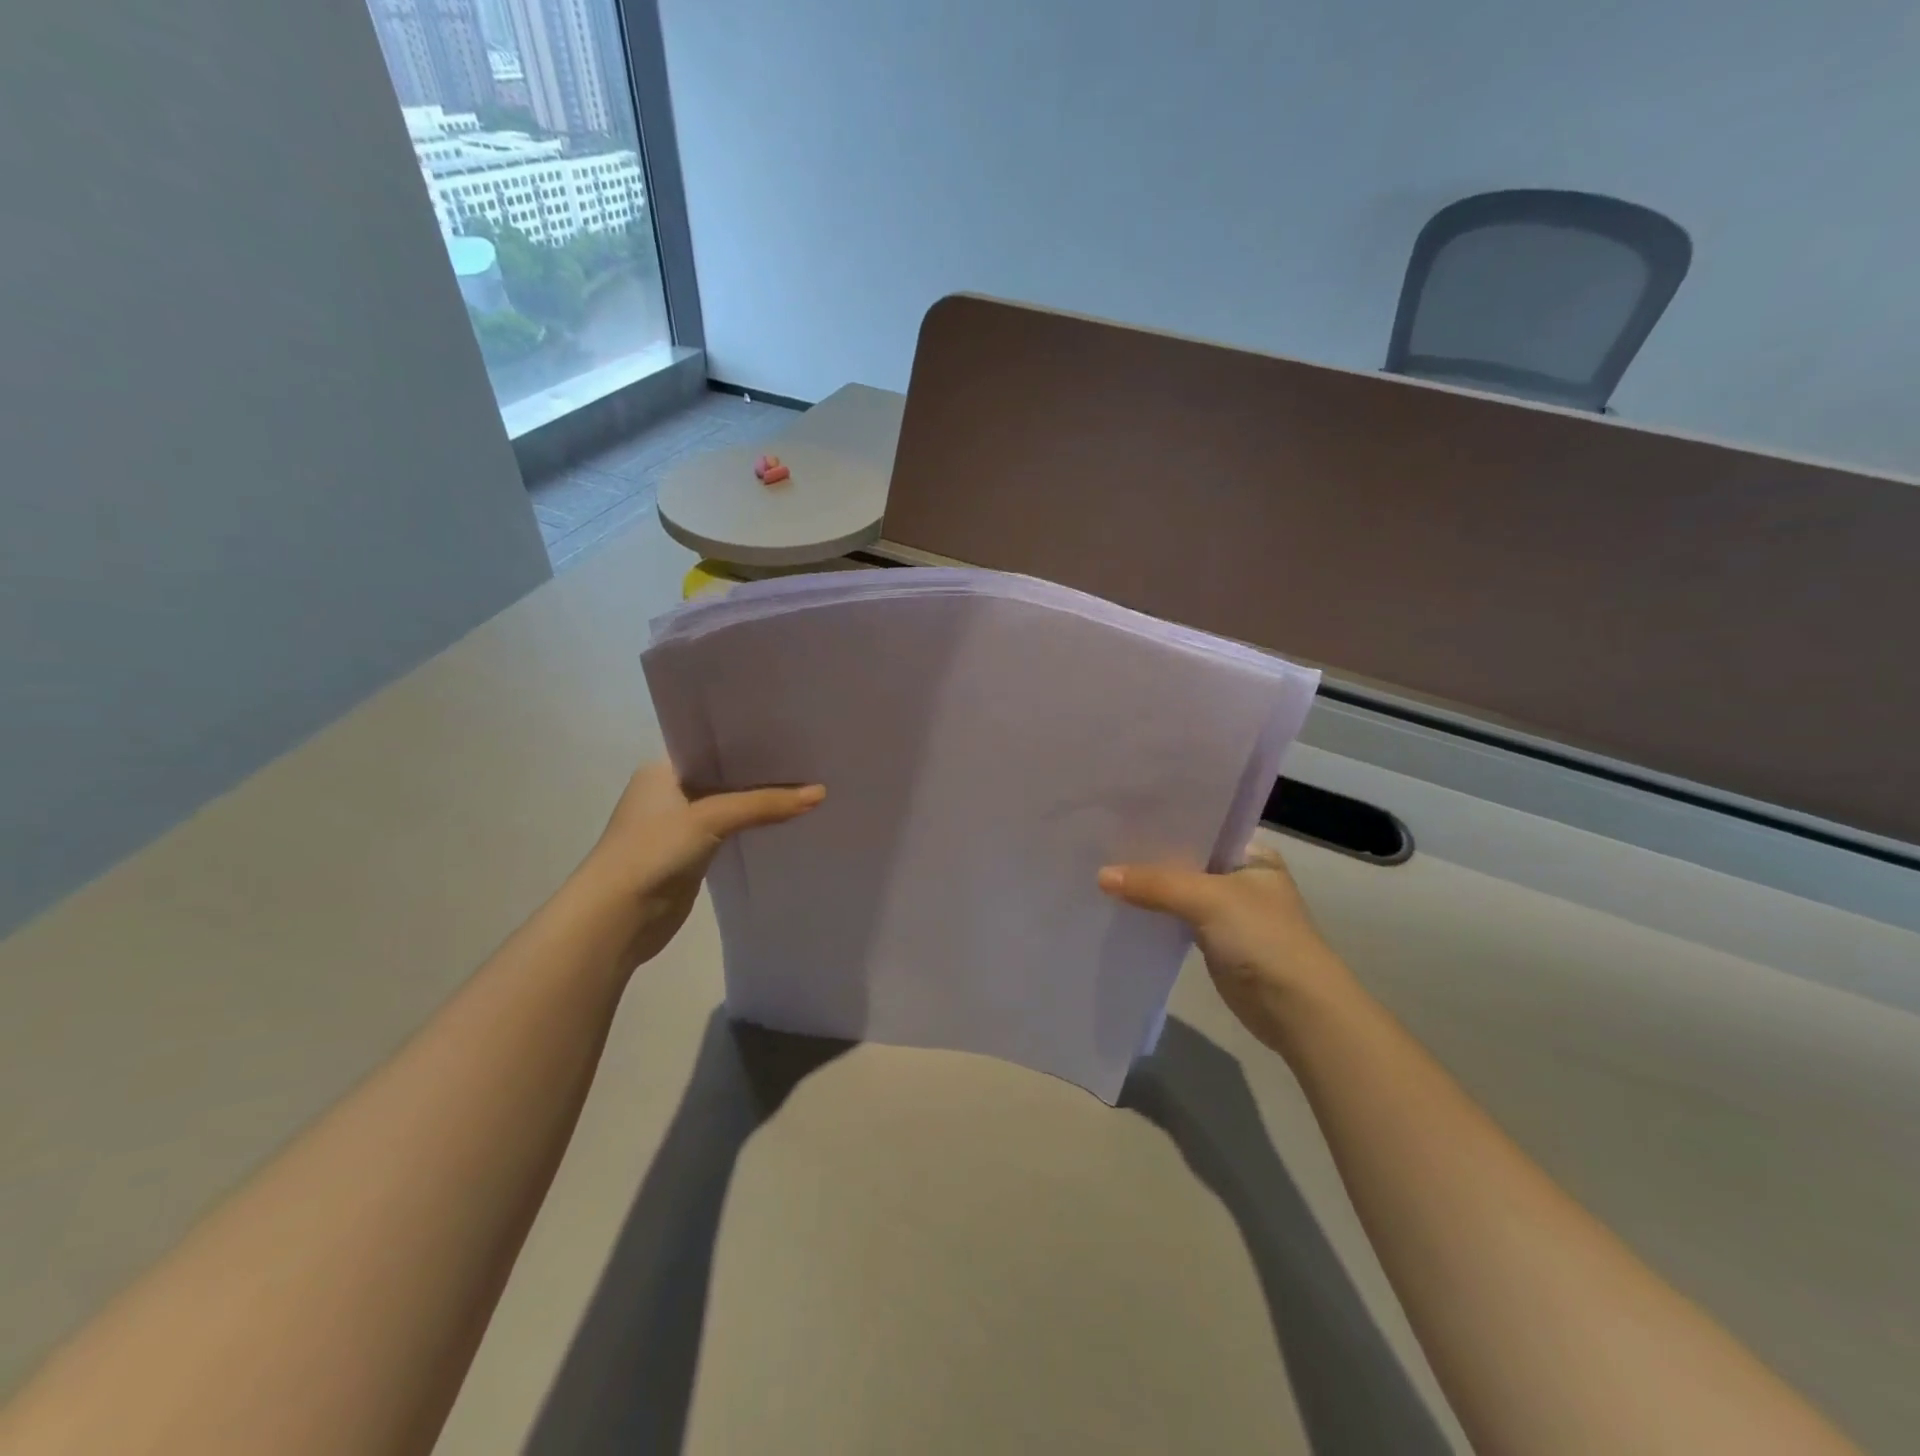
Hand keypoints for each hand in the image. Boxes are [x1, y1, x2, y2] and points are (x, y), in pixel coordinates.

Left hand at [577, 761, 823, 971]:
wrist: (617, 917)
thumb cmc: (653, 851)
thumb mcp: (711, 817)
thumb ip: (764, 804)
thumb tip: (821, 793)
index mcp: (663, 768)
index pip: (713, 744)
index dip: (750, 739)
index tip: (791, 733)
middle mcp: (670, 790)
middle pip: (724, 774)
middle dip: (761, 771)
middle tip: (809, 759)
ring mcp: (679, 824)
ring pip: (729, 803)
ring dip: (759, 801)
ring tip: (807, 786)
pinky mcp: (691, 854)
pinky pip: (729, 831)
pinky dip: (753, 826)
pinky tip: (786, 820)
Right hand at [1098, 841, 1356, 1053]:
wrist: (1296, 1010)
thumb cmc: (1263, 938)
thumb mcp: (1208, 899)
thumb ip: (1155, 884)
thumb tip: (1100, 875)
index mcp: (1250, 853)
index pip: (1199, 826)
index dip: (1161, 822)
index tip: (1118, 816)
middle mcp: (1239, 876)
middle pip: (1184, 859)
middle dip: (1148, 856)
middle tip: (1100, 842)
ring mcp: (1227, 910)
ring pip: (1177, 890)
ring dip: (1148, 887)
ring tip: (1100, 869)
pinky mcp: (1214, 941)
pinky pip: (1176, 918)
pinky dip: (1153, 914)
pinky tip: (1120, 906)